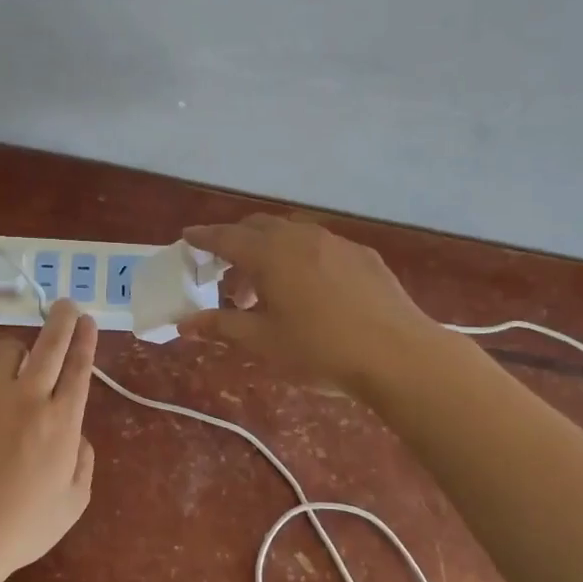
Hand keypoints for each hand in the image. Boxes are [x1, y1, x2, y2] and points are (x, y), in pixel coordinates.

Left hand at [0, 299, 97, 574]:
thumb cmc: (25, 525)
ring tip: (16, 365)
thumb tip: (77, 435)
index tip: (89, 320)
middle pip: (49, 344)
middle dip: (61, 319)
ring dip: (16, 352)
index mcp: (63, 421)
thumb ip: (83, 461)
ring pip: (6, 349)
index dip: (86, 339)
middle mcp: (29, 398)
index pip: (80, 367)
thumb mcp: (74, 501)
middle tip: (66, 306)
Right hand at [180, 215, 440, 394]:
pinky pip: (320, 246)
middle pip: (258, 227)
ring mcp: (336, 242)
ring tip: (269, 292)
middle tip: (228, 277)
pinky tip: (311, 290)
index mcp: (270, 254)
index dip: (204, 237)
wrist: (397, 354)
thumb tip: (185, 323)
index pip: (226, 237)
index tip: (187, 237)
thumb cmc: (319, 350)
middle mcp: (300, 237)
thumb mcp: (263, 342)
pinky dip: (301, 258)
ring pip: (291, 234)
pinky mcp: (363, 255)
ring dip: (271, 252)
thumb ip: (221, 325)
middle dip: (237, 244)